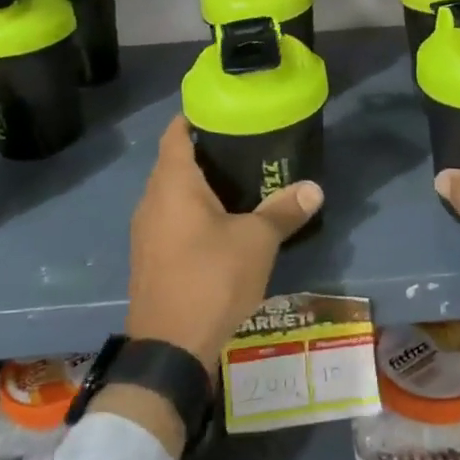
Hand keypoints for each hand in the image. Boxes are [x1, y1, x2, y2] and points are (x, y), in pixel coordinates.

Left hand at [125, 116, 323, 376]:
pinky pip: (169, 219)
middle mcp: (151, 201)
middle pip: (173, 162)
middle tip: (243, 146)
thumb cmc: (211, 278)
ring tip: (237, 182)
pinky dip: (191, 212)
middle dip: (204, 151)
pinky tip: (219, 224)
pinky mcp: (149, 258)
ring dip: (198, 186)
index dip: (195, 117)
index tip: (223, 110)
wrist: (170, 348)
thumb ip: (283, 210)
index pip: (175, 133)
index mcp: (173, 184)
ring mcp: (145, 232)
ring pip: (171, 194)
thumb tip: (314, 188)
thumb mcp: (257, 241)